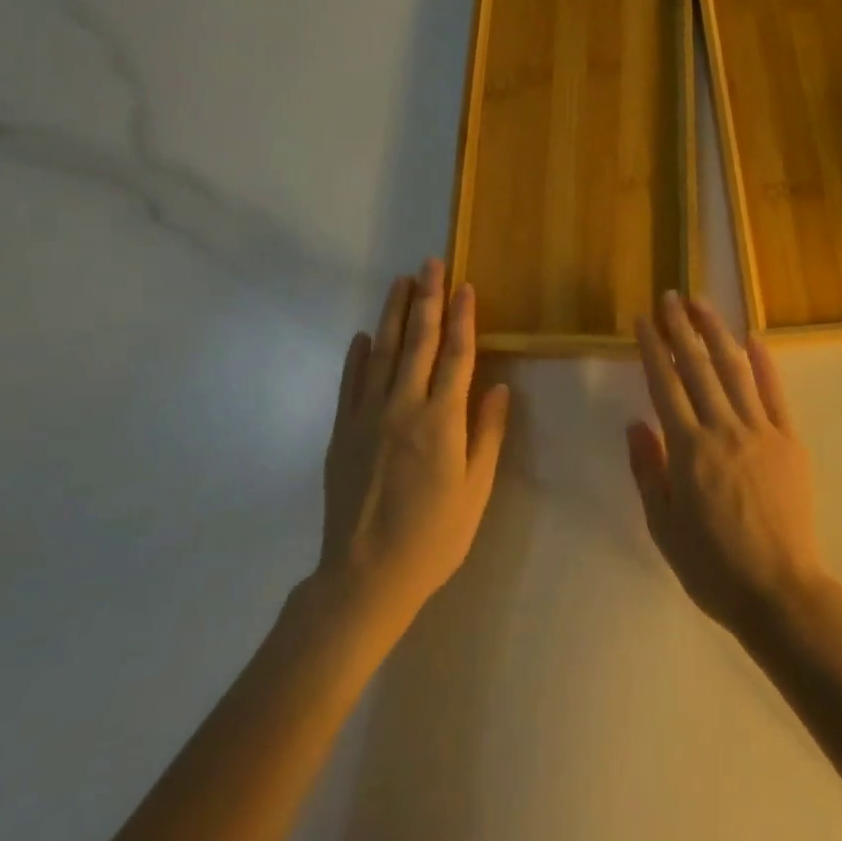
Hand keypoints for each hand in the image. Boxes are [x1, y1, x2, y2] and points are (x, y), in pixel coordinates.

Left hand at [315, 260, 509, 634]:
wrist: (364, 577)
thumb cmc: (434, 536)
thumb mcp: (476, 490)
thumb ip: (487, 434)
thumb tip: (499, 386)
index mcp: (441, 420)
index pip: (456, 355)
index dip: (462, 317)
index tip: (464, 285)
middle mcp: (403, 407)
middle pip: (418, 341)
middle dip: (426, 298)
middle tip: (429, 263)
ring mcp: (367, 417)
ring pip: (381, 353)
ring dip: (392, 314)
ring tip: (400, 282)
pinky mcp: (341, 433)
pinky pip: (350, 384)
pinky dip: (356, 357)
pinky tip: (362, 336)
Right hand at [628, 293, 831, 639]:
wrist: (780, 592)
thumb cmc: (713, 567)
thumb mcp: (663, 527)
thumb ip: (648, 471)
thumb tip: (636, 423)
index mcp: (687, 449)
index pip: (665, 385)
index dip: (653, 349)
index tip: (645, 320)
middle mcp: (722, 429)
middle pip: (697, 367)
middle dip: (681, 328)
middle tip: (670, 297)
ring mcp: (760, 431)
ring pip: (734, 370)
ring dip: (716, 332)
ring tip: (702, 304)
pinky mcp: (789, 440)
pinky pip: (774, 393)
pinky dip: (764, 363)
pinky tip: (753, 338)